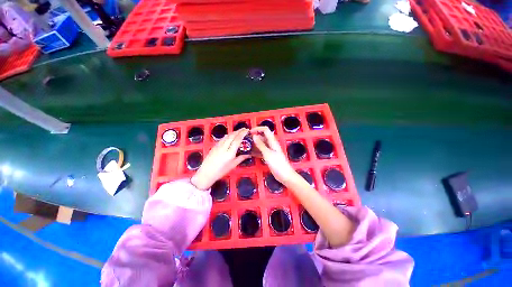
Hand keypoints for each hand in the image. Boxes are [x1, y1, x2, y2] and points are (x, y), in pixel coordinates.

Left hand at [191, 129, 250, 189]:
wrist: (206, 173)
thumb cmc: (221, 171)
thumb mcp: (233, 165)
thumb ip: (241, 158)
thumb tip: (249, 154)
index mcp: (230, 152)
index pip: (237, 140)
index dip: (242, 134)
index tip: (247, 130)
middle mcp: (224, 147)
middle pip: (232, 136)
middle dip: (238, 131)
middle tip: (244, 129)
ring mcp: (218, 146)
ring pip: (227, 136)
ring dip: (233, 132)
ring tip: (238, 131)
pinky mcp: (214, 146)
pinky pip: (223, 138)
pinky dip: (228, 135)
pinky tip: (229, 136)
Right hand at [251, 127, 297, 184]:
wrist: (284, 175)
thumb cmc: (277, 164)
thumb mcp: (267, 153)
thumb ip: (260, 145)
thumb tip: (254, 136)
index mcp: (272, 141)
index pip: (265, 130)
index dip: (257, 129)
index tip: (249, 132)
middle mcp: (271, 144)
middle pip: (262, 136)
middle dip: (254, 137)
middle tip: (245, 141)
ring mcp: (270, 150)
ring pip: (261, 144)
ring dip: (254, 144)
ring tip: (246, 147)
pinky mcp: (268, 156)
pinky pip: (261, 151)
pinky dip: (256, 151)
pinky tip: (250, 153)